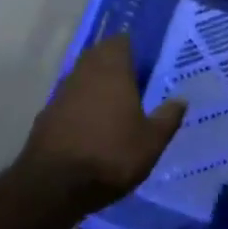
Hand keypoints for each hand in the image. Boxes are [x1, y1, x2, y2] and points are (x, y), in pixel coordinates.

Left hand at [24, 36, 185, 213]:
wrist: (54, 187)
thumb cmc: (111, 155)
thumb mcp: (152, 141)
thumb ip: (167, 117)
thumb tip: (181, 100)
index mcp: (112, 71)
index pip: (120, 41)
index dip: (132, 47)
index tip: (145, 60)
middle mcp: (84, 74)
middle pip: (98, 56)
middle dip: (113, 63)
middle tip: (133, 80)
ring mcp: (61, 94)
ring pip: (81, 77)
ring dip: (95, 84)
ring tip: (114, 104)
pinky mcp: (46, 116)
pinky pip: (68, 100)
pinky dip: (80, 106)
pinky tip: (91, 126)